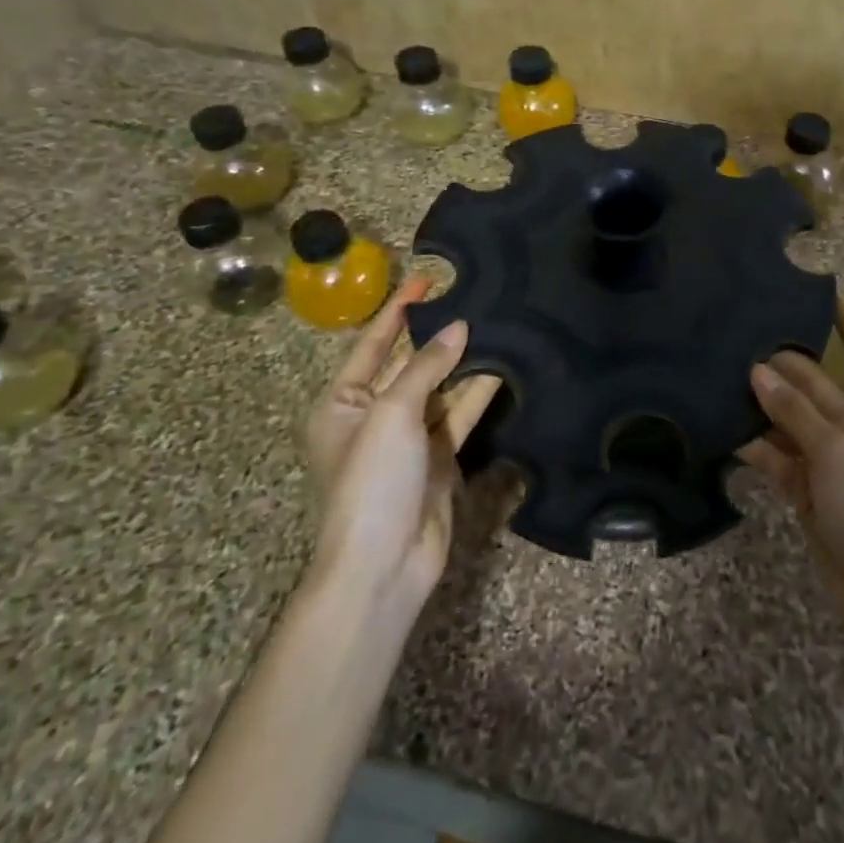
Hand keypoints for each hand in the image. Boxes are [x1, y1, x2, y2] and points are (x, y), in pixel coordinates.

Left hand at [305, 276, 501, 618]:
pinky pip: (458, 415)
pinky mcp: (437, 458)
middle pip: (408, 364)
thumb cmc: (371, 481)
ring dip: (462, 361)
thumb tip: (459, 327)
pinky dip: (476, 393)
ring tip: (494, 323)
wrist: (384, 564)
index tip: (427, 278)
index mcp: (341, 403)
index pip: (373, 345)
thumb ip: (426, 367)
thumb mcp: (391, 414)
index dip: (398, 311)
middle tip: (471, 297)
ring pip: (438, 388)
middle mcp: (372, 415)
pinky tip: (501, 366)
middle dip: (436, 334)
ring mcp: (407, 438)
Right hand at [740, 296, 843, 634]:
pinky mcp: (806, 483)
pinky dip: (753, 442)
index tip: (819, 287)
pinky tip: (720, 424)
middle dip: (779, 364)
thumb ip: (795, 412)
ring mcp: (828, 454)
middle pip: (812, 382)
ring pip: (789, 416)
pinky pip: (776, 453)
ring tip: (718, 371)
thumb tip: (756, 372)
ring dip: (760, 401)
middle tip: (736, 335)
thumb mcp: (838, 453)